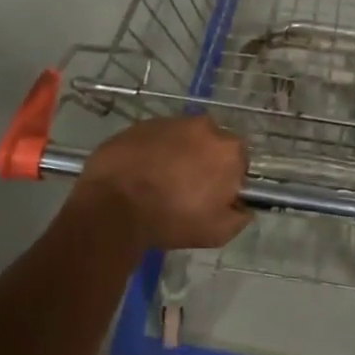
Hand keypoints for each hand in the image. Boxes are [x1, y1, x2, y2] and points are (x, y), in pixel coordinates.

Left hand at [75, 116, 251, 251]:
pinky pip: (156, 138)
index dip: (228, 179)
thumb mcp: (217, 232)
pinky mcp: (141, 124)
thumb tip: (242, 206)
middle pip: (211, 144)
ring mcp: (170, 122)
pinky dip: (153, 151)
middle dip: (203, 161)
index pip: (239, 161)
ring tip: (159, 181)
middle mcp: (204, 127)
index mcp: (228, 150)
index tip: (213, 196)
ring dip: (178, 154)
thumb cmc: (171, 220)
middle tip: (186, 188)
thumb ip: (240, 216)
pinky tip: (140, 173)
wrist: (113, 207)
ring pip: (183, 138)